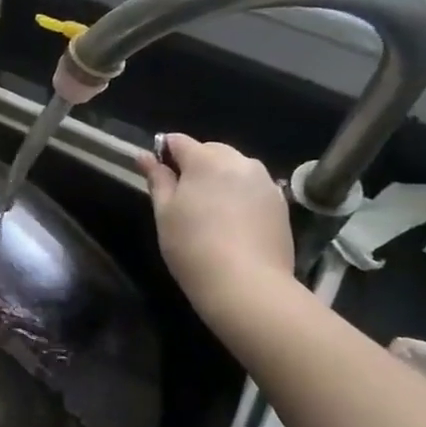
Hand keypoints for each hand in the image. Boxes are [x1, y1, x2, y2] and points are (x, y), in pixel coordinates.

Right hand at [135, 133, 293, 303]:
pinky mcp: (281, 204)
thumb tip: (144, 156)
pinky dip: (240, 195)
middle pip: (211, 150)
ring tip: (210, 209)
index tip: (157, 174)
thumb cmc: (192, 246)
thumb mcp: (164, 213)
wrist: (247, 285)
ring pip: (235, 168)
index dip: (164, 153)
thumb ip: (157, 179)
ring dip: (220, 178)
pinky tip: (233, 222)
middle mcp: (240, 162)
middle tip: (183, 196)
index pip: (179, 141)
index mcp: (206, 160)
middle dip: (195, 164)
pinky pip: (253, 187)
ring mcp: (265, 182)